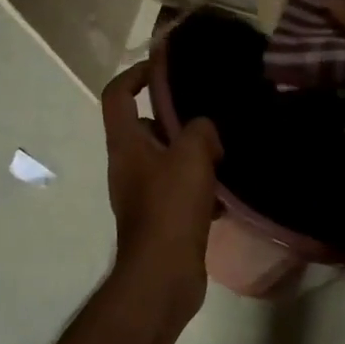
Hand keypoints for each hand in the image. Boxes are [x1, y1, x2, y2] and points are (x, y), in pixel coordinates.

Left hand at [101, 60, 223, 318]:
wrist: (163, 275)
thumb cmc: (170, 208)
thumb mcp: (191, 156)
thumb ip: (200, 130)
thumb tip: (205, 129)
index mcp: (126, 144)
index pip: (117, 94)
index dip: (136, 74)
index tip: (165, 68)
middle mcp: (128, 165)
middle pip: (146, 127)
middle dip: (177, 118)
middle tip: (211, 115)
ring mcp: (143, 193)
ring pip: (168, 159)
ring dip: (194, 154)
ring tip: (226, 150)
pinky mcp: (161, 218)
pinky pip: (180, 189)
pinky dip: (200, 186)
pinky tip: (227, 192)